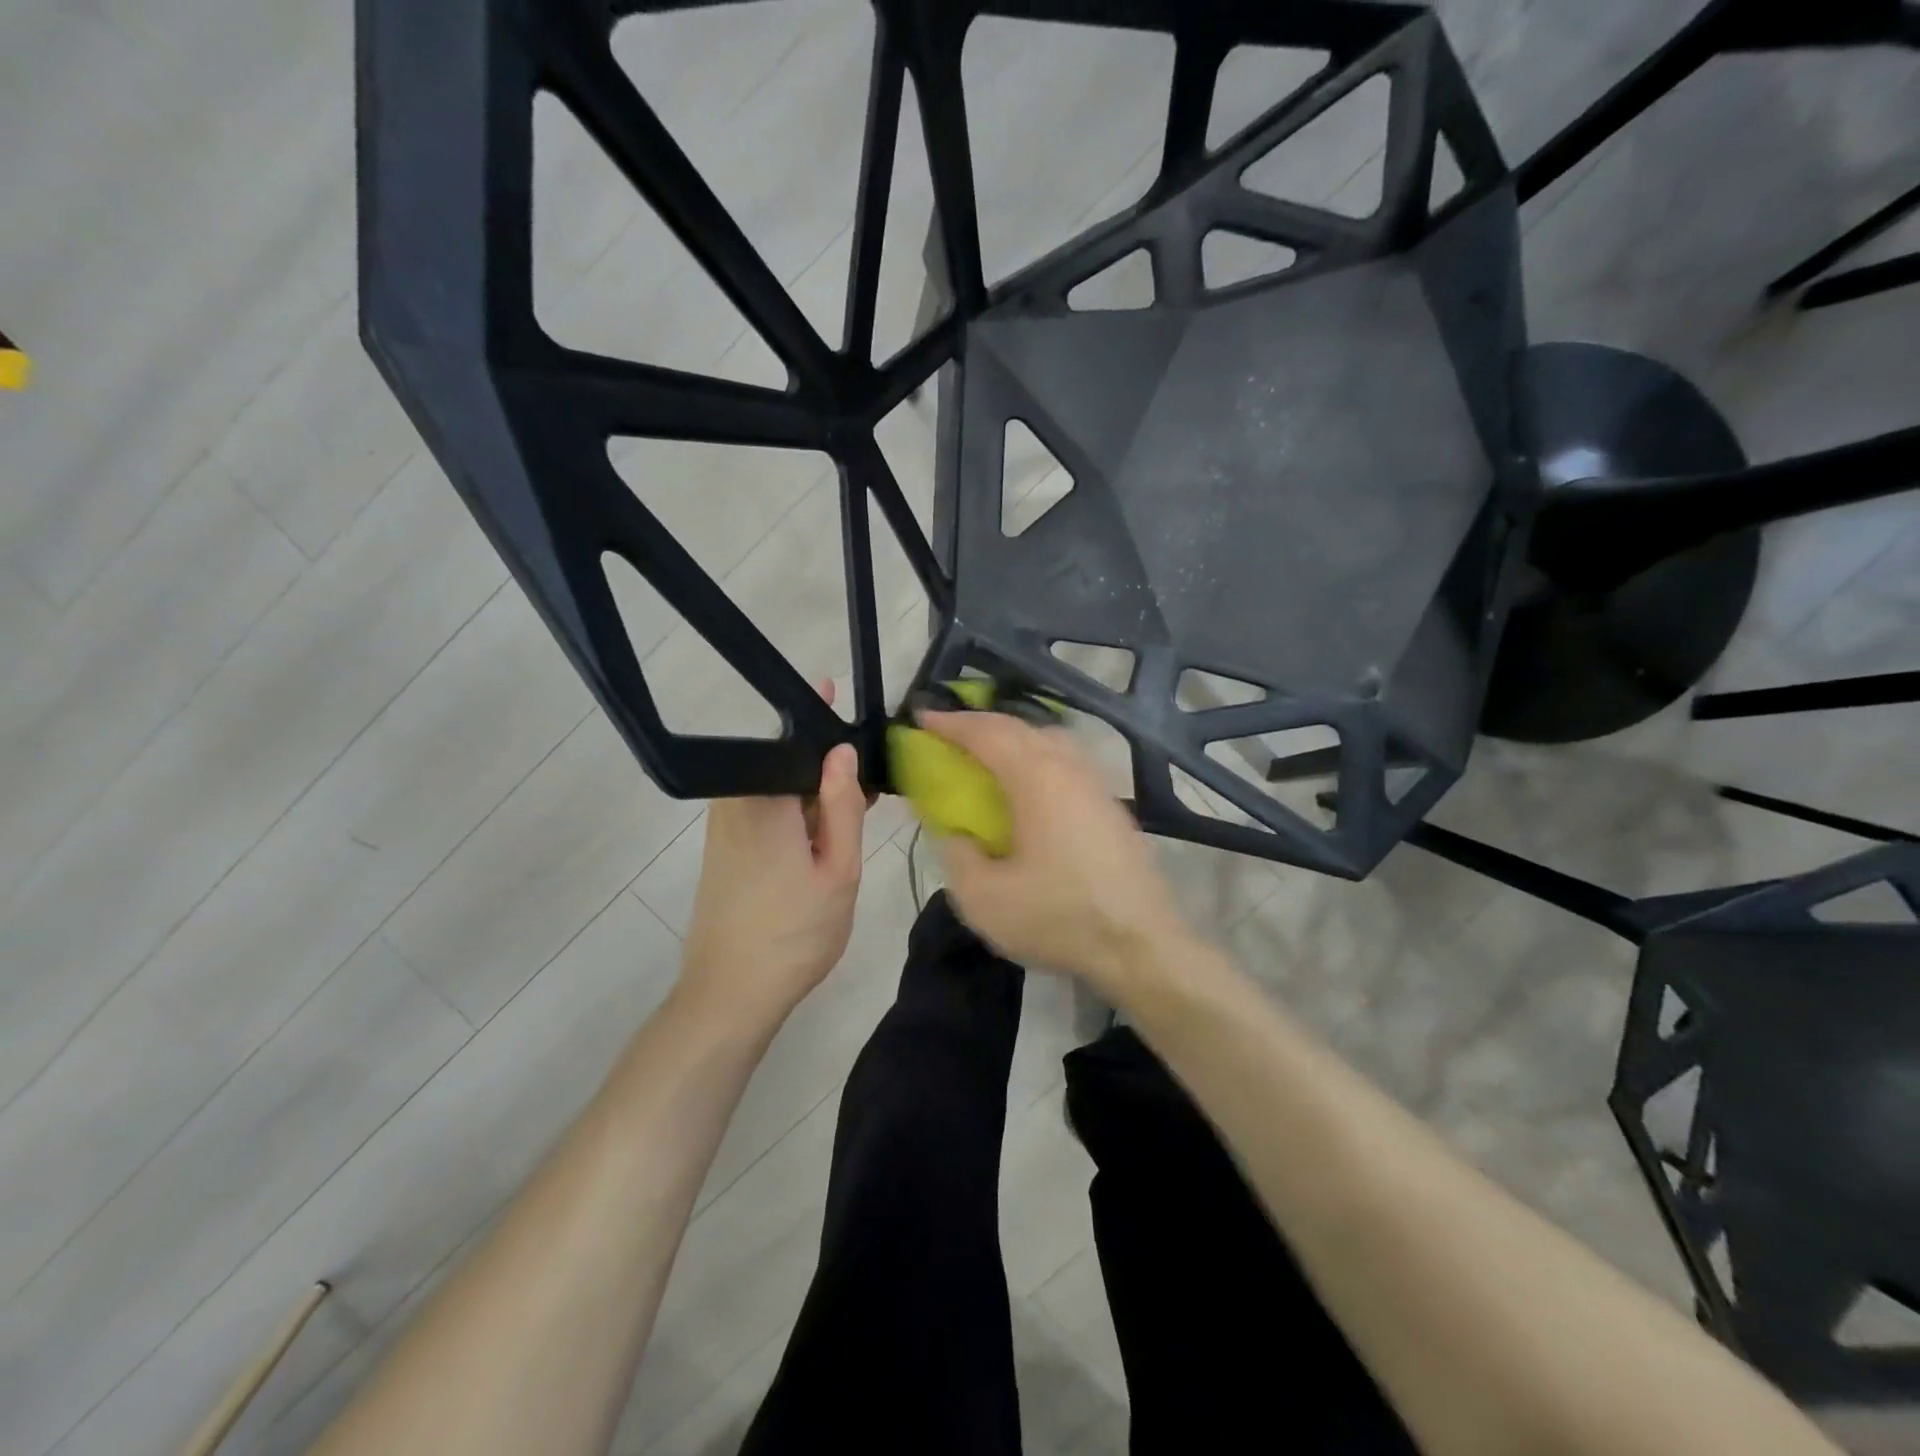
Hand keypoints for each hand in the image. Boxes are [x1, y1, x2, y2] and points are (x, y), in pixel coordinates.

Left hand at [680, 689, 866, 1028]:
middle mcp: (734, 801)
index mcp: (762, 798)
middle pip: (787, 762)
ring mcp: (724, 824)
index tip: (863, 725)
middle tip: (873, 788)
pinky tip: (827, 838)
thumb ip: (842, 804)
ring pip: (779, 789)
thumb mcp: (838, 869)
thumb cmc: (793, 933)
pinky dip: (798, 815)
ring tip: (858, 813)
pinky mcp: (723, 846)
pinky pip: (766, 811)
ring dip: (816, 795)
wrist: (732, 994)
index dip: (830, 726)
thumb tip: (843, 748)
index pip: (794, 737)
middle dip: (829, 768)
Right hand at [919, 710, 1186, 991]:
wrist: (1142, 947)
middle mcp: (1070, 769)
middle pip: (1021, 728)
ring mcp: (1097, 786)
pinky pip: (1068, 764)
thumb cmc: (1059, 918)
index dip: (951, 723)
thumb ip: (957, 854)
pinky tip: (1030, 789)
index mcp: (1037, 779)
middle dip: (980, 725)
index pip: (987, 734)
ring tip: (988, 756)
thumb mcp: (983, 899)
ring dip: (1013, 739)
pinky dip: (1038, 759)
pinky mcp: (1113, 808)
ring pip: (1051, 741)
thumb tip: (957, 833)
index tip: (922, 717)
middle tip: (948, 734)